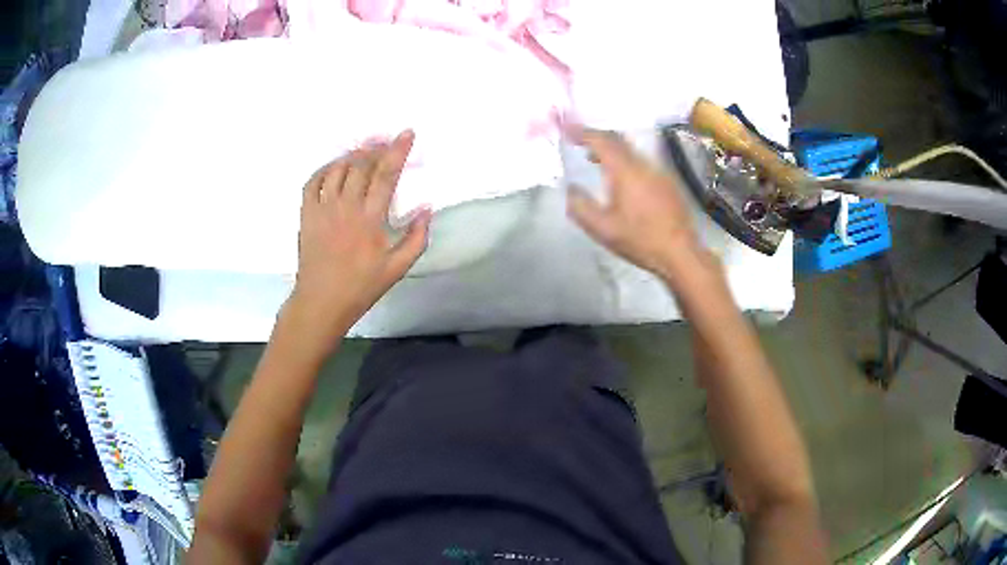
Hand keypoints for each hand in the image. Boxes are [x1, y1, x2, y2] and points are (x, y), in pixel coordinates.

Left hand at [284, 130, 429, 351]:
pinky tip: (334, 168)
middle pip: (361, 165)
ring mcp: (322, 209)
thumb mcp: (397, 269)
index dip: (397, 151)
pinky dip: (324, 169)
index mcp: (369, 219)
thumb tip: (427, 208)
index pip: (385, 175)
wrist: (321, 302)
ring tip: (363, 152)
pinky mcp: (306, 214)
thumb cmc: (361, 287)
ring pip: (337, 169)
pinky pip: (313, 182)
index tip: (406, 133)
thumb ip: (416, 238)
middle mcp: (345, 207)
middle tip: (385, 141)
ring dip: (352, 156)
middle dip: (375, 148)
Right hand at [566, 128, 700, 277]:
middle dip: (597, 137)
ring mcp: (659, 171)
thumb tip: (571, 189)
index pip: (600, 140)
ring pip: (631, 150)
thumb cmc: (640, 240)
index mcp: (625, 171)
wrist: (681, 253)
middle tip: (579, 142)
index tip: (566, 130)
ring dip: (612, 150)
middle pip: (618, 139)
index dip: (581, 132)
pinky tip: (623, 180)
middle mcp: (643, 164)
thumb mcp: (603, 229)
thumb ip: (581, 207)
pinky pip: (643, 162)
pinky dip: (627, 162)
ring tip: (596, 161)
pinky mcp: (669, 182)